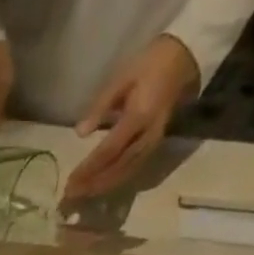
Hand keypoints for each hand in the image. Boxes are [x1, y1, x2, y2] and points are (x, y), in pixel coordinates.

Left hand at [63, 37, 200, 203]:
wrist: (183, 60)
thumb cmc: (148, 65)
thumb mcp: (121, 78)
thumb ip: (100, 106)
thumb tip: (80, 133)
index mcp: (138, 117)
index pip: (109, 151)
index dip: (89, 168)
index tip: (71, 181)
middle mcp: (147, 136)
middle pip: (117, 168)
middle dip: (93, 183)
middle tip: (71, 194)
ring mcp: (153, 144)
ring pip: (125, 173)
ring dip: (102, 186)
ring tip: (82, 194)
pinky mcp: (154, 147)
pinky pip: (133, 170)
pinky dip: (115, 181)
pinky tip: (100, 186)